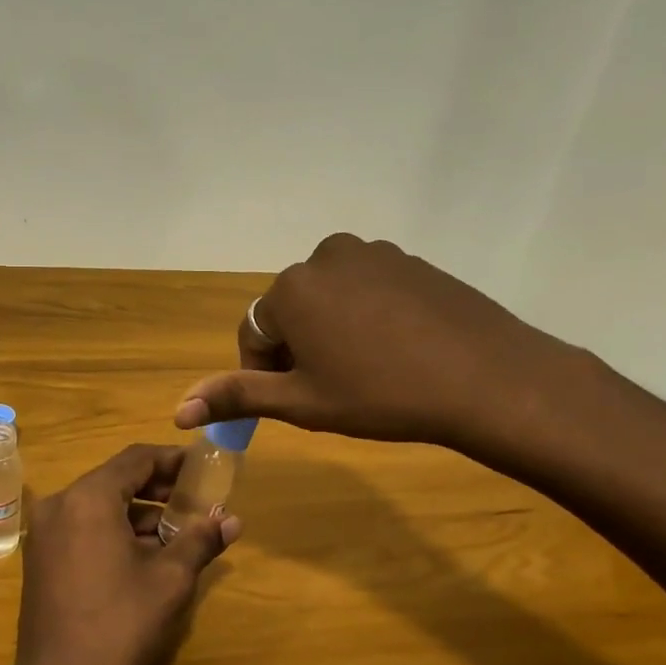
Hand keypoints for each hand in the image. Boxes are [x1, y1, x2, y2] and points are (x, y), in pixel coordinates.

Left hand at [8, 445, 239, 664]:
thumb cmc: (120, 626)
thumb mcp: (170, 580)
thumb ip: (200, 539)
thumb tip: (231, 519)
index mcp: (88, 498)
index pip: (136, 458)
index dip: (174, 460)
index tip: (204, 469)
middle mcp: (60, 506)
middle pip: (117, 481)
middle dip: (160, 489)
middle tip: (199, 502)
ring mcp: (45, 535)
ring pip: (101, 508)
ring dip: (141, 515)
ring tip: (182, 534)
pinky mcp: (42, 562)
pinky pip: (85, 531)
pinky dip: (117, 534)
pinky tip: (149, 558)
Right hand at [174, 233, 585, 465]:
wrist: (487, 378)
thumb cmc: (381, 395)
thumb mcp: (303, 402)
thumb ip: (237, 397)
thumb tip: (179, 411)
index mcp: (291, 288)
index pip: (255, 333)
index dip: (266, 372)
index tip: (293, 401)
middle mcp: (324, 257)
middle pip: (291, 310)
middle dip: (299, 349)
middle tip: (332, 389)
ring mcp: (372, 253)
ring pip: (330, 299)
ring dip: (332, 331)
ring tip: (366, 370)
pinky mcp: (410, 260)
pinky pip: (368, 289)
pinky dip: (368, 316)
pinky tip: (397, 349)